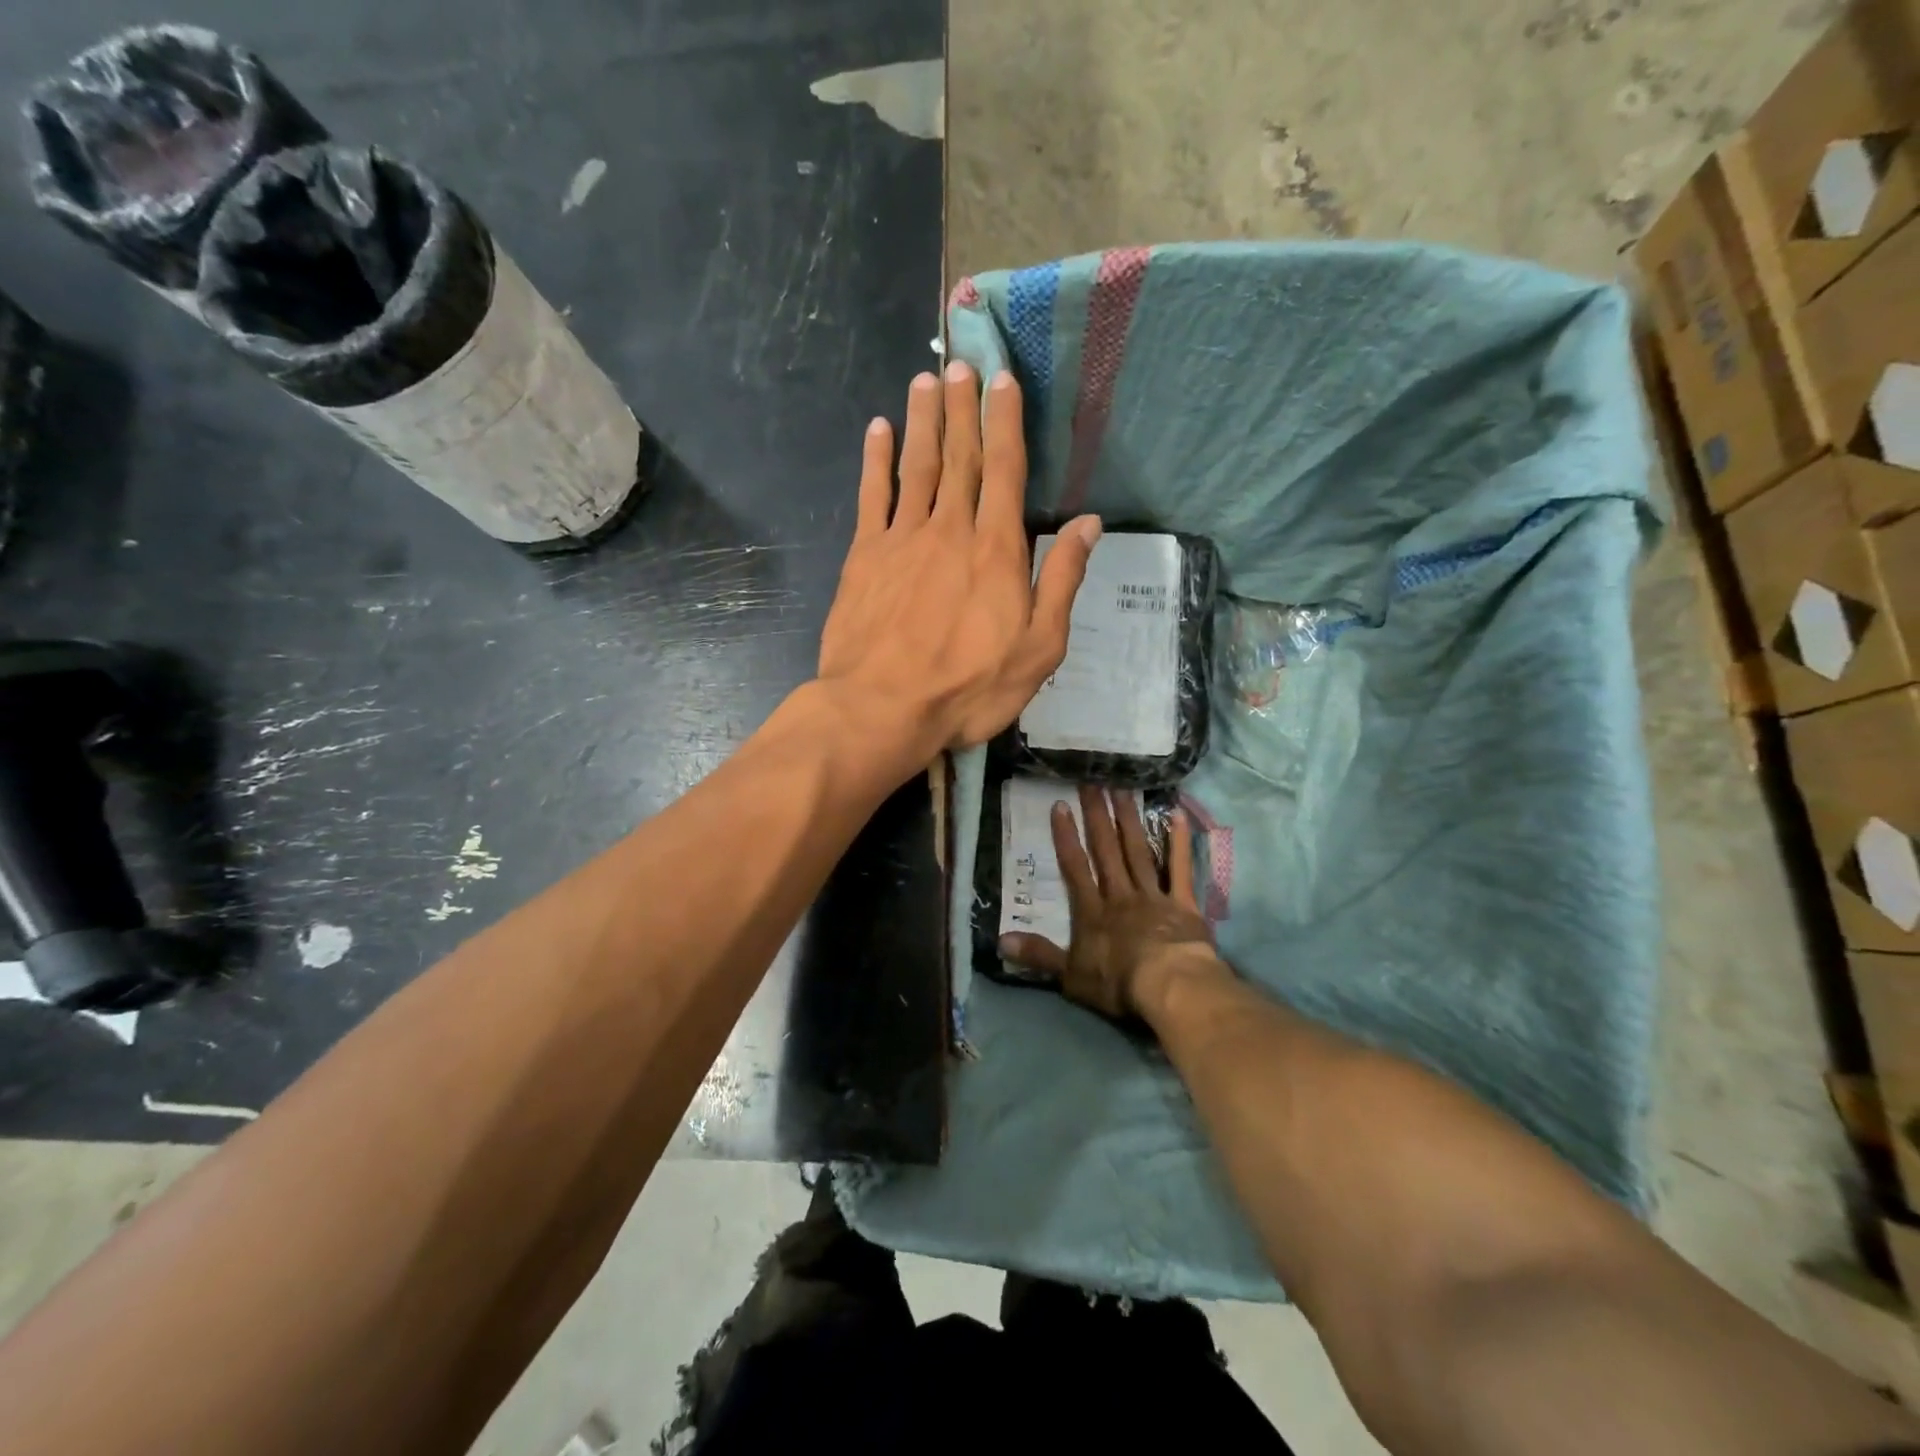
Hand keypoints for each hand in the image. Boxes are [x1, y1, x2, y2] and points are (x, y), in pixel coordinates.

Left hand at [817, 363, 1101, 756]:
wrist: (882, 708)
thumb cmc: (968, 686)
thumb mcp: (1038, 647)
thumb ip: (1062, 581)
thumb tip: (1089, 525)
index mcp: (996, 549)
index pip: (1004, 470)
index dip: (1005, 423)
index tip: (1004, 380)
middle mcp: (949, 529)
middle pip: (959, 457)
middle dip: (963, 407)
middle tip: (962, 362)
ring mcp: (901, 539)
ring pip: (916, 466)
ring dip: (923, 420)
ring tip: (926, 379)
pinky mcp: (863, 557)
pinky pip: (871, 496)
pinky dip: (876, 460)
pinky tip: (878, 430)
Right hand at [998, 785, 1226, 1020]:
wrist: (1168, 986)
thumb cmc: (1117, 983)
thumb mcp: (1070, 976)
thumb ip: (1038, 955)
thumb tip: (1000, 941)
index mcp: (1092, 911)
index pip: (1075, 868)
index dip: (1066, 837)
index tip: (1060, 805)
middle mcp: (1120, 895)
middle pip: (1106, 850)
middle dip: (1097, 816)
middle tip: (1092, 781)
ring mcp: (1152, 895)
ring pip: (1137, 851)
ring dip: (1129, 819)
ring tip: (1123, 788)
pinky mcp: (1182, 903)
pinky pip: (1180, 868)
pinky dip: (1178, 842)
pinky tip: (1177, 814)